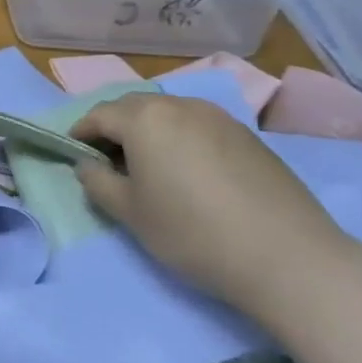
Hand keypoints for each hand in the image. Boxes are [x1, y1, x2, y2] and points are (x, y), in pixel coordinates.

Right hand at [71, 92, 343, 304]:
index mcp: (145, 118)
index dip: (81, 133)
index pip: (99, 114)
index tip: (75, 155)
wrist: (287, 257)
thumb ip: (98, 183)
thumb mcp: (131, 214)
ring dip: (149, 132)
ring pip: (169, 115)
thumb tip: (87, 165)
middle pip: (134, 107)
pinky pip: (199, 127)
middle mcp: (180, 106)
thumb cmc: (193, 232)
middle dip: (114, 128)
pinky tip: (190, 174)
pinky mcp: (247, 135)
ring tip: (149, 168)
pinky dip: (181, 140)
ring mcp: (218, 117)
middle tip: (108, 162)